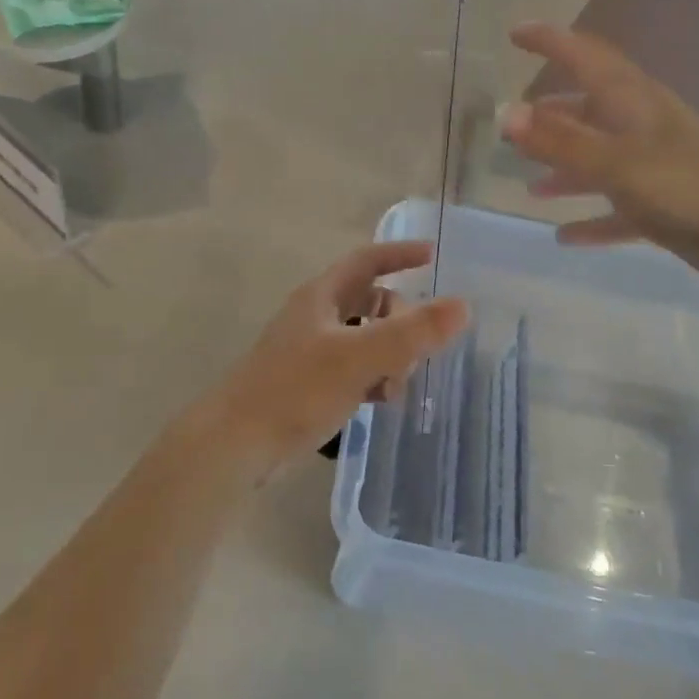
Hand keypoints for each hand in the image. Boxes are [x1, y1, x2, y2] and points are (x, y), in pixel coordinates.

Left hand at [204, 242, 468, 472]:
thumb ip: (411, 333)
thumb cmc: (295, 390)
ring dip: (390, 355)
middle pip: (369, 302)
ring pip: (364, 339)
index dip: (398, 254)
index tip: (432, 256)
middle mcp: (315, 317)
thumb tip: (462, 306)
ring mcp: (310, 352)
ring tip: (398, 386)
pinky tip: (382, 402)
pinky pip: (353, 370)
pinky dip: (373, 378)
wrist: (236, 443)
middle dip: (401, 320)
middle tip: (418, 350)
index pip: (366, 261)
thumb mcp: (359, 357)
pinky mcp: (307, 385)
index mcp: (321, 297)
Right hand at [500, 22, 698, 289]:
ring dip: (566, 169)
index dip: (552, 41)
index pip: (586, 56)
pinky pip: (617, 210)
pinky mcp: (664, 206)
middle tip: (515, 126)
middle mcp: (642, 127)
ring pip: (600, 161)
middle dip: (552, 115)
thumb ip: (560, 141)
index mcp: (633, 103)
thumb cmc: (688, 187)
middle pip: (590, 109)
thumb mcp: (616, 162)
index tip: (515, 34)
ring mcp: (654, 167)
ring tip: (531, 186)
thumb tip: (506, 114)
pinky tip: (564, 236)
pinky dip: (591, 219)